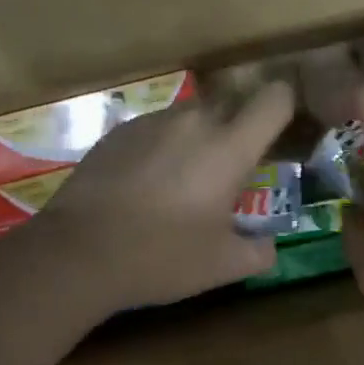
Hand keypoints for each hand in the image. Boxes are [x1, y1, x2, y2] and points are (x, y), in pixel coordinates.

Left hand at [32, 80, 295, 313]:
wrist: (76, 252)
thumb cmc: (161, 257)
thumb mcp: (222, 266)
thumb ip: (259, 252)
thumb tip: (269, 245)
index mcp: (229, 147)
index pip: (275, 98)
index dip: (287, 106)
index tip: (285, 130)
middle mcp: (193, 121)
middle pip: (233, 104)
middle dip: (242, 128)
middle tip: (235, 169)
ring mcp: (151, 122)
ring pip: (192, 115)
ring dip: (201, 137)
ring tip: (185, 181)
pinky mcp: (117, 131)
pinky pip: (157, 127)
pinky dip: (164, 146)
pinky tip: (146, 185)